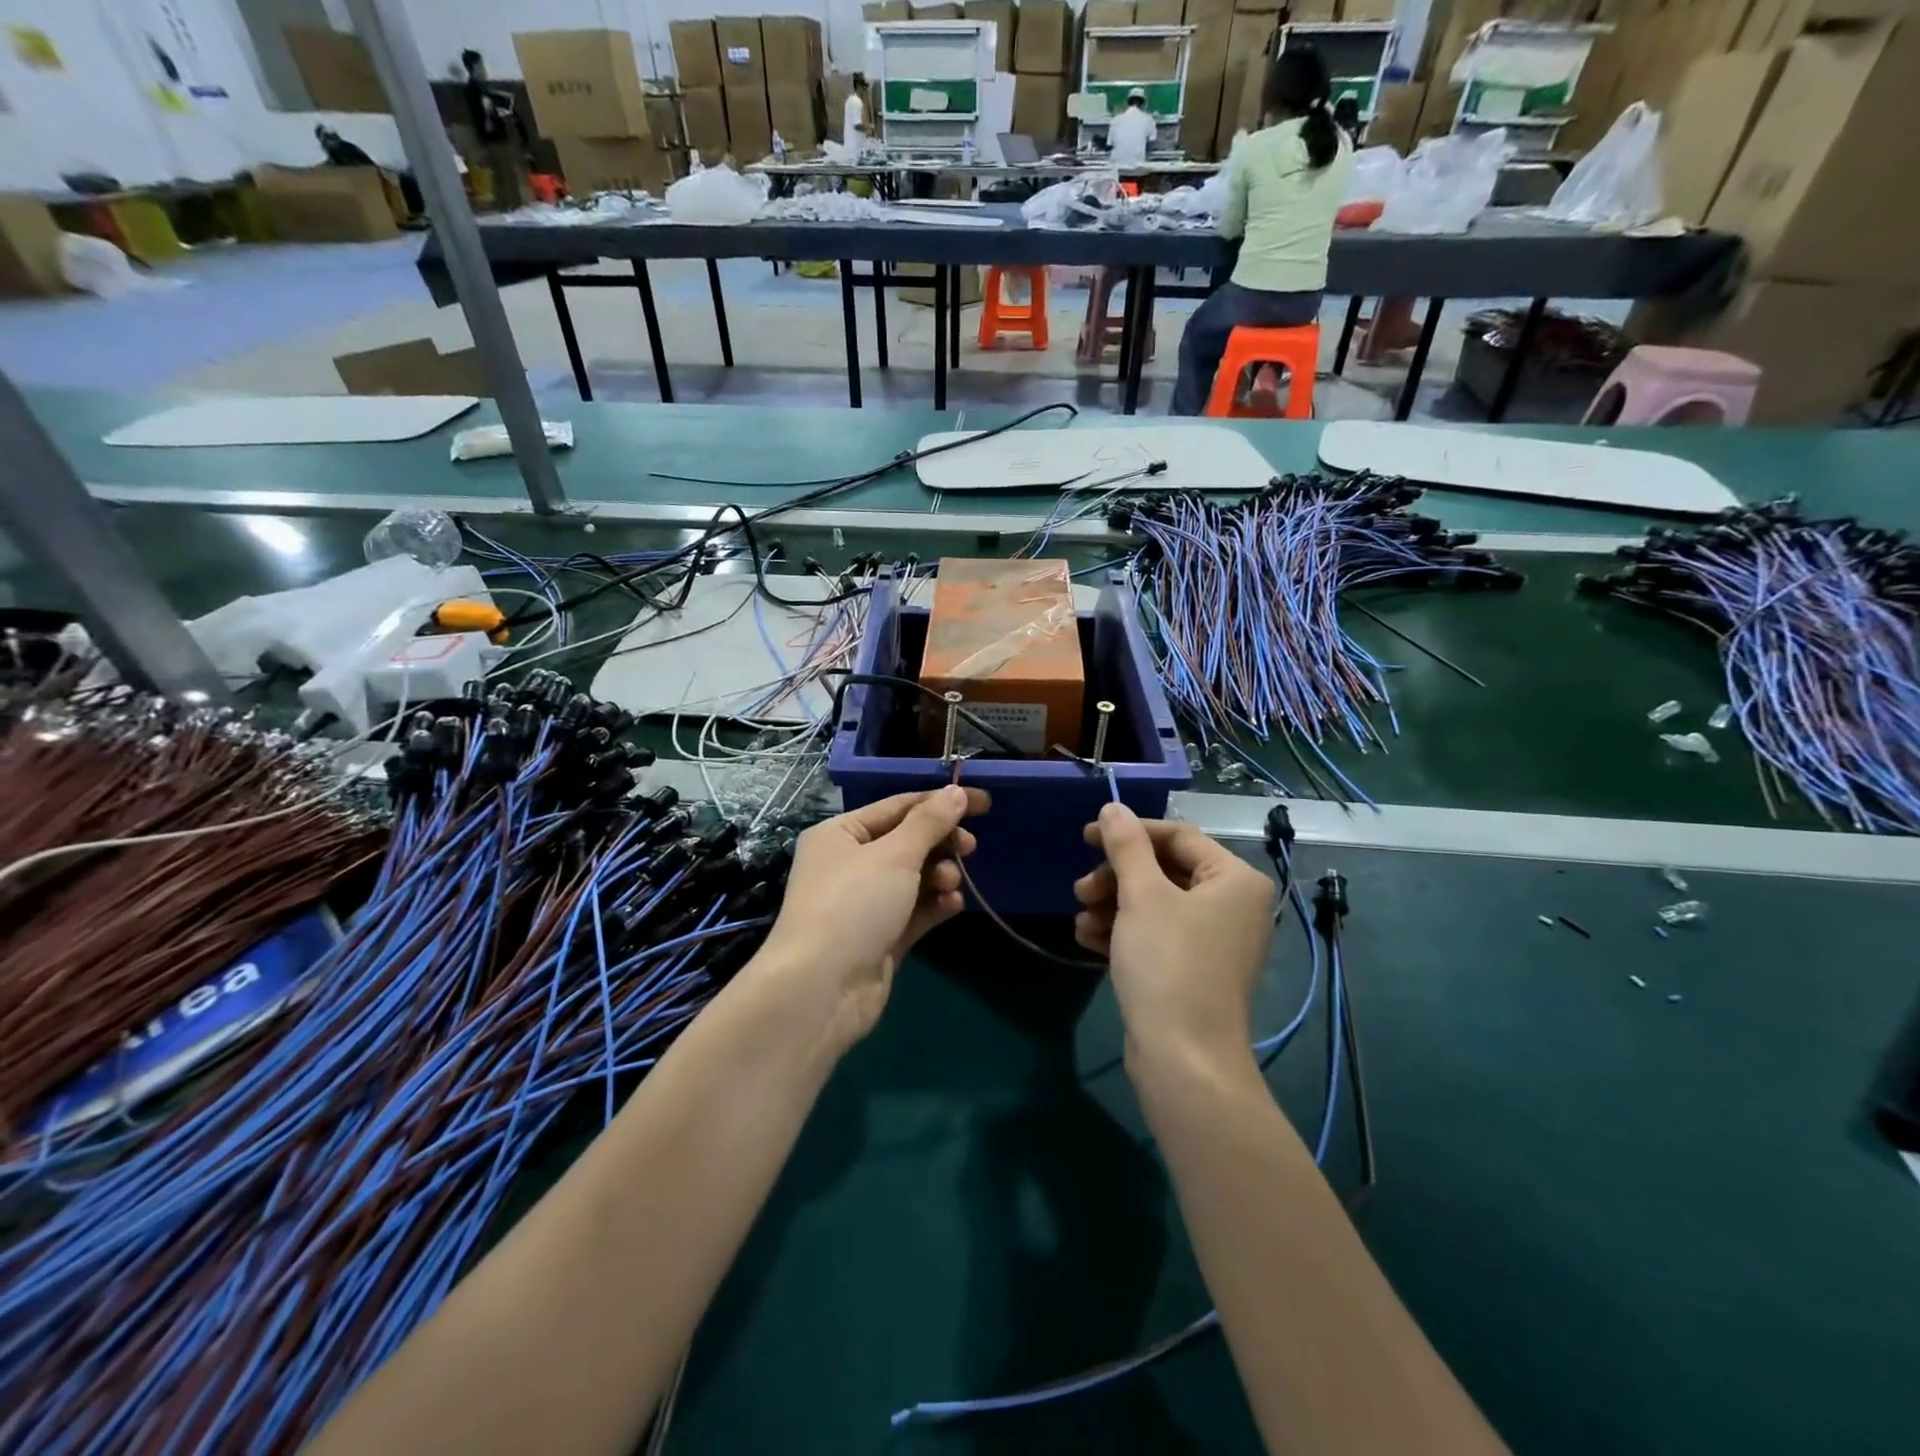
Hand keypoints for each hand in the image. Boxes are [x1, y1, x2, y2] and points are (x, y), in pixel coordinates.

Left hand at [755, 786, 988, 1049]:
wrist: (821, 989)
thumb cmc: (853, 905)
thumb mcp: (895, 855)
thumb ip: (930, 822)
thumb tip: (956, 792)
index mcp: (841, 833)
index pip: (899, 806)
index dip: (941, 802)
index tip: (983, 803)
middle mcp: (849, 863)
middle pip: (908, 841)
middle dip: (941, 843)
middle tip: (970, 848)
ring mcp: (865, 902)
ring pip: (915, 877)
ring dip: (939, 875)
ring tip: (950, 884)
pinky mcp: (880, 936)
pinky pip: (915, 910)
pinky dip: (935, 905)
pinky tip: (952, 905)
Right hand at [1074, 803, 1273, 1070]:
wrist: (1184, 1060)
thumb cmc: (1168, 964)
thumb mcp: (1142, 896)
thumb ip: (1126, 846)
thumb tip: (1113, 808)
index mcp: (1234, 879)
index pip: (1177, 836)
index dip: (1129, 833)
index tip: (1085, 838)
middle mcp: (1231, 905)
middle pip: (1164, 871)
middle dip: (1116, 877)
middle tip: (1080, 890)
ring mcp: (1213, 941)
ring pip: (1154, 904)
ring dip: (1112, 906)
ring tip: (1081, 921)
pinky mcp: (1193, 970)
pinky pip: (1156, 935)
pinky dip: (1123, 932)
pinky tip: (1089, 940)